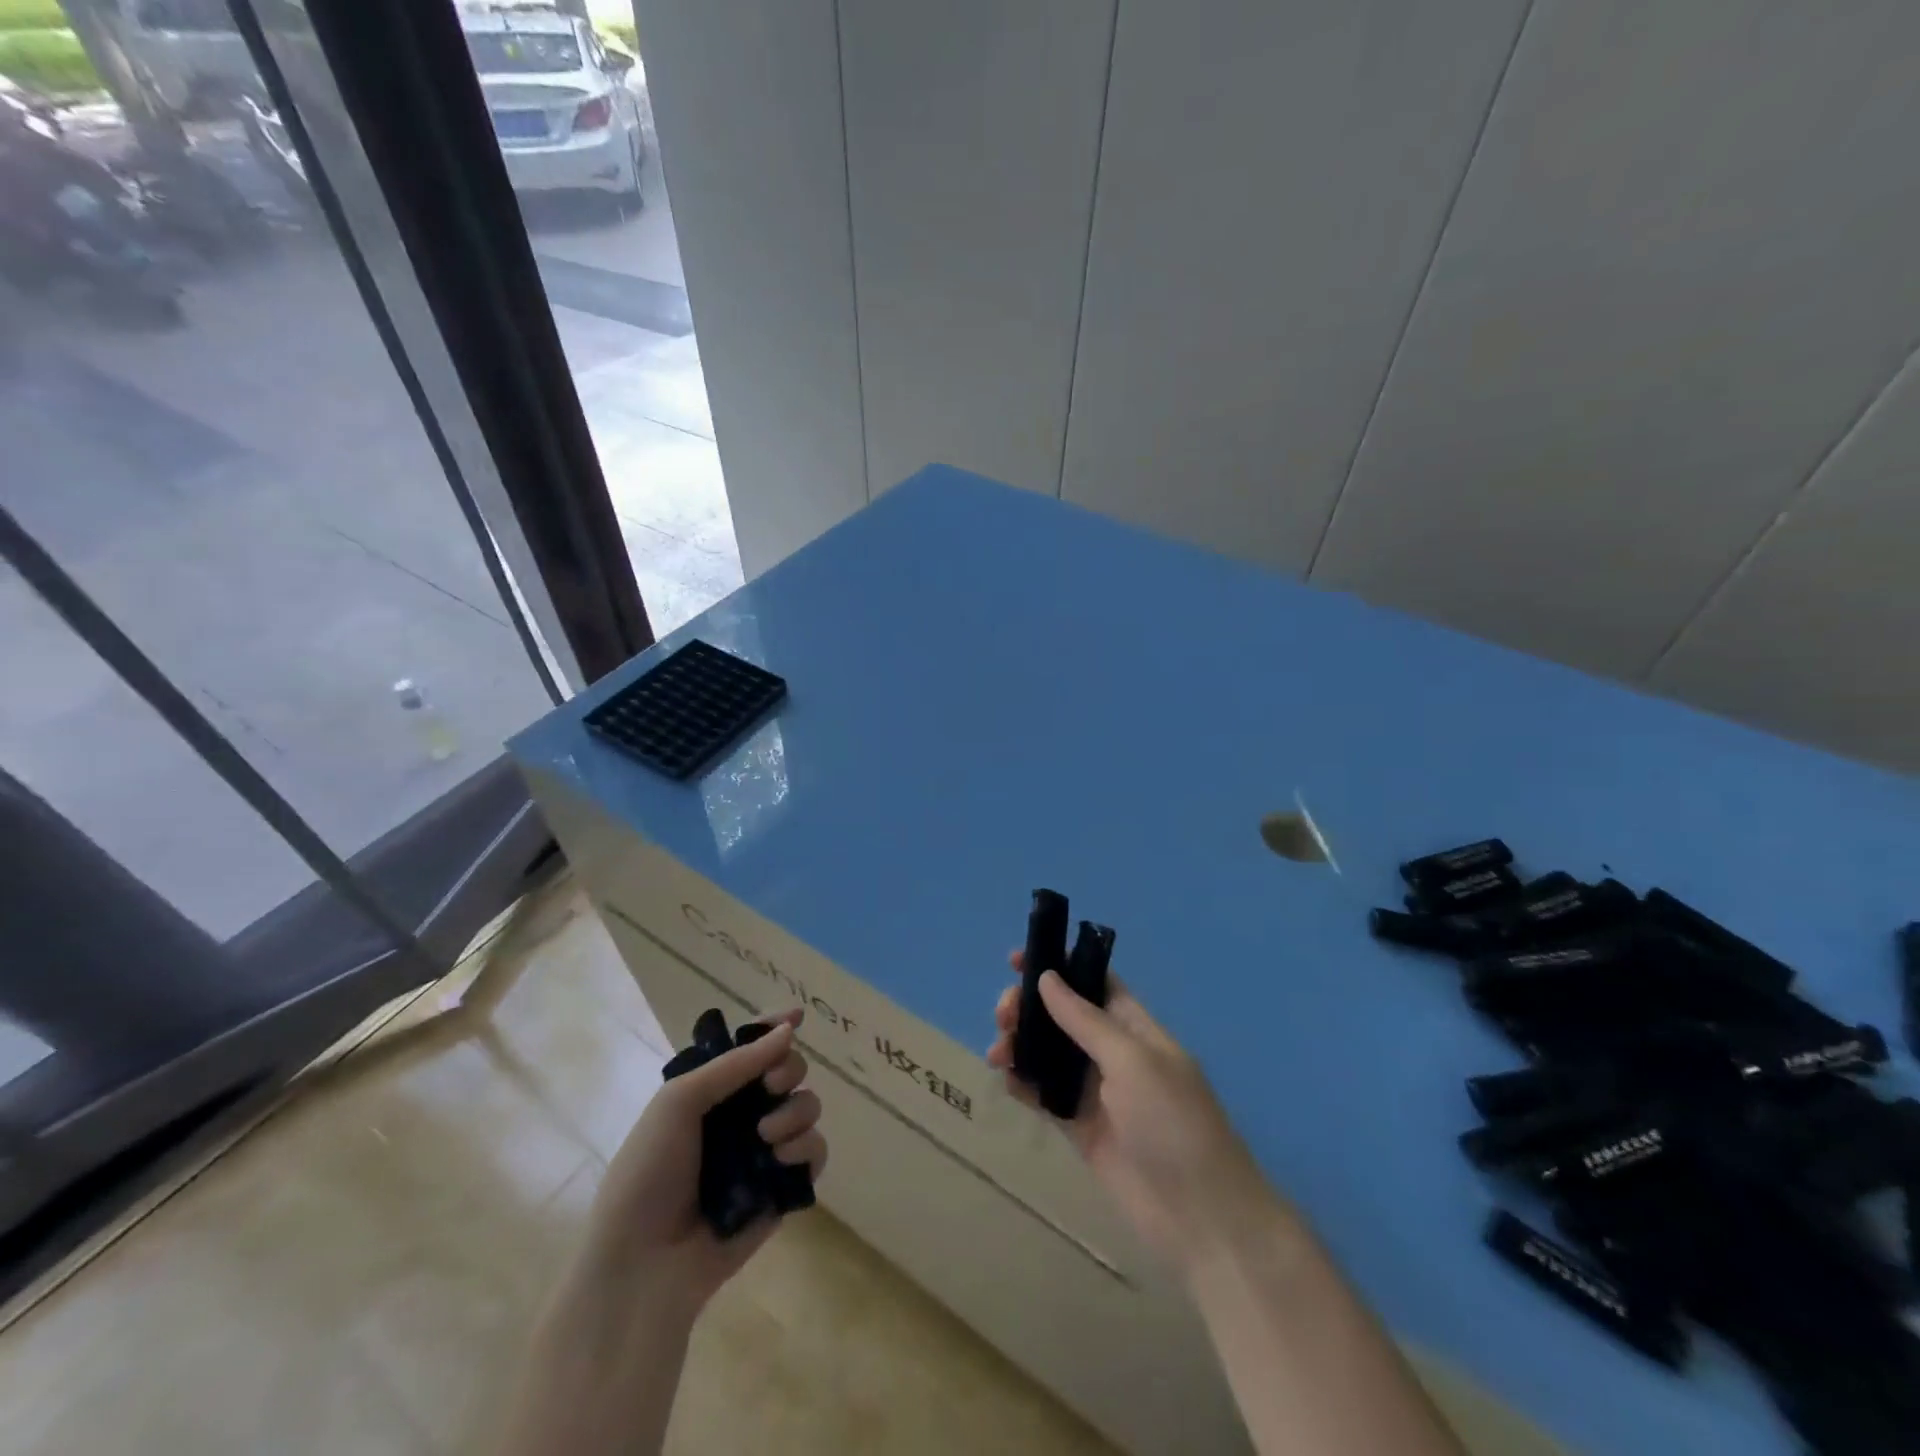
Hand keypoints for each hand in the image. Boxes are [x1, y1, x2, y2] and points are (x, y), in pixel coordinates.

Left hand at [580, 1007, 827, 1322]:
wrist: (642, 1266)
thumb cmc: (648, 1173)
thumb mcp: (679, 1102)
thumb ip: (736, 1064)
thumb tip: (789, 1028)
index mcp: (711, 1090)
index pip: (751, 1047)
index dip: (774, 1028)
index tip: (796, 1017)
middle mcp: (741, 1115)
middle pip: (788, 1070)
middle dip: (788, 1069)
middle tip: (772, 1085)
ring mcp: (765, 1151)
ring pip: (807, 1106)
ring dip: (795, 1111)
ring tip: (767, 1135)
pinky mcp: (783, 1188)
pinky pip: (815, 1152)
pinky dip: (806, 1148)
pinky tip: (782, 1160)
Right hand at [988, 956, 1284, 1277]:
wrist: (1200, 1216)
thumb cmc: (1172, 1122)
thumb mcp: (1132, 1060)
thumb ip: (1085, 1020)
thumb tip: (1047, 976)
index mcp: (1134, 1028)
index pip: (1093, 983)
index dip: (1059, 967)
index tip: (1016, 960)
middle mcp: (1113, 1054)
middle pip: (1063, 1017)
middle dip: (1030, 1008)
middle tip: (1003, 1016)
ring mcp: (1096, 1092)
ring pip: (1048, 1054)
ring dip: (1021, 1044)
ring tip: (998, 1053)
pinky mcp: (1081, 1128)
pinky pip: (1044, 1095)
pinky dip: (1023, 1083)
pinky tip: (1006, 1080)